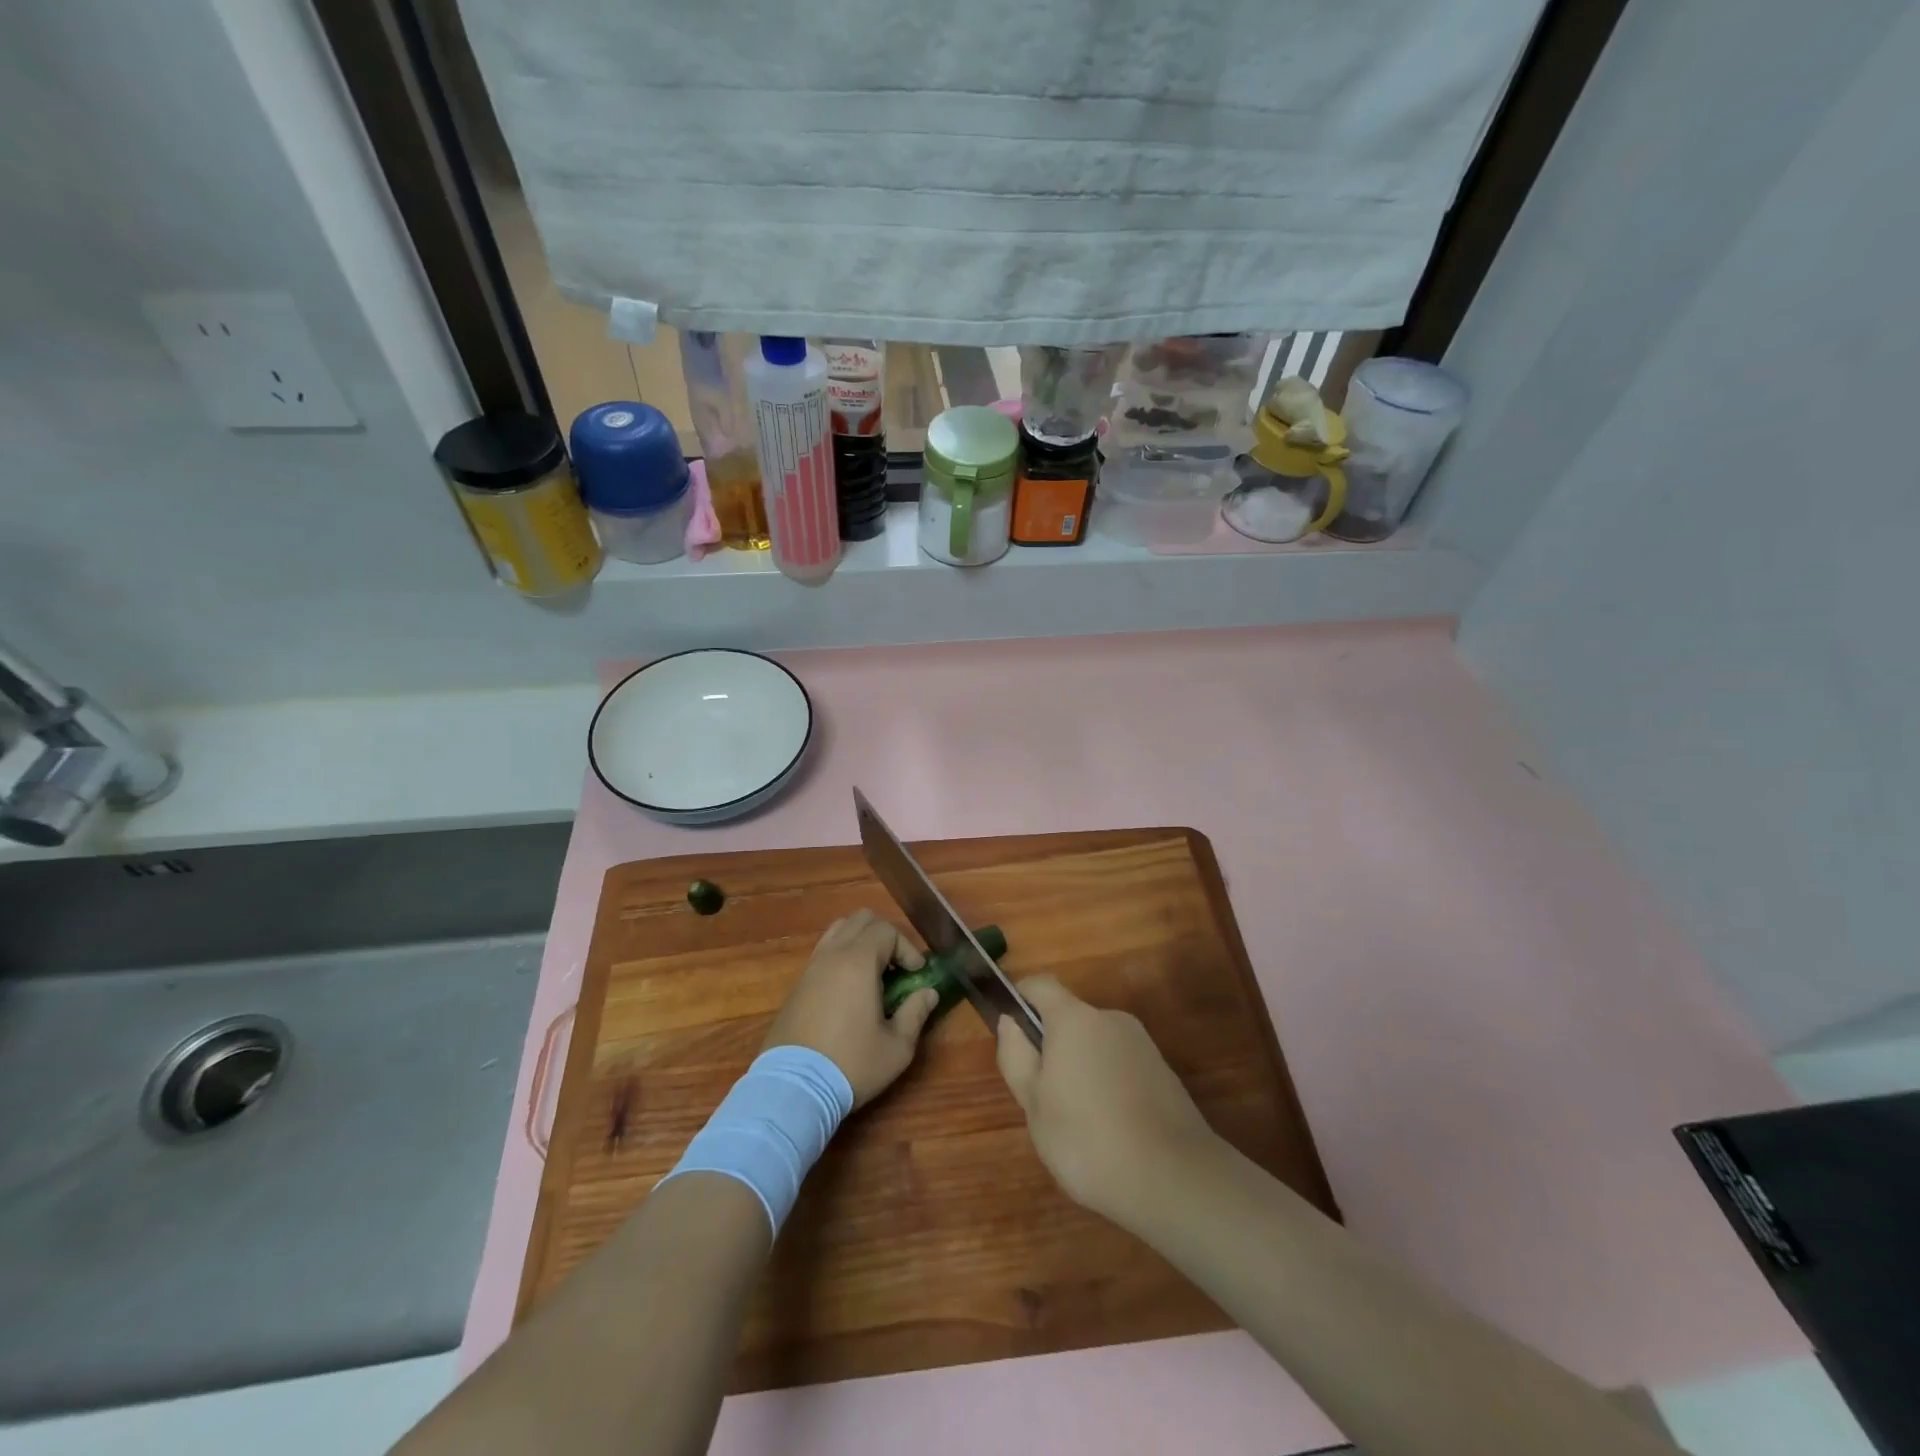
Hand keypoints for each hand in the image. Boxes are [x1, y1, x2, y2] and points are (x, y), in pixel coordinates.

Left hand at [763, 910, 940, 1107]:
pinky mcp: (796, 985)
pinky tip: (849, 990)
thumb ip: (916, 1013)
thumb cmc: (851, 1064)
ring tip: (873, 973)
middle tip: (897, 967)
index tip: (916, 974)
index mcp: (858, 962)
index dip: (907, 948)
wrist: (792, 1088)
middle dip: (885, 936)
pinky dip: (841, 956)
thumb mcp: (897, 1047)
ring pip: (838, 931)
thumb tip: (928, 993)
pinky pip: (823, 952)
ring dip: (860, 942)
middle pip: (861, 920)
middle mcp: (832, 955)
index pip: (887, 930)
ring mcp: (810, 968)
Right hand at [995, 976, 1220, 1224]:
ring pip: (1096, 1045)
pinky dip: (1109, 1086)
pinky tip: (1111, 1131)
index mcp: (1074, 1019)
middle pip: (1070, 1018)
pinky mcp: (1163, 1071)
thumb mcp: (1033, 1105)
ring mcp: (1141, 1043)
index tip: (1011, 1032)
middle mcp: (1110, 1018)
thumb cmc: (1087, 1139)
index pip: (1040, 985)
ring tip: (1079, 1124)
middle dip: (1052, 1047)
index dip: (1020, 999)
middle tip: (1043, 1099)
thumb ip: (1016, 1056)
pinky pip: (1121, 1066)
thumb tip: (1011, 1022)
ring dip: (1082, 1069)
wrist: (1175, 1178)